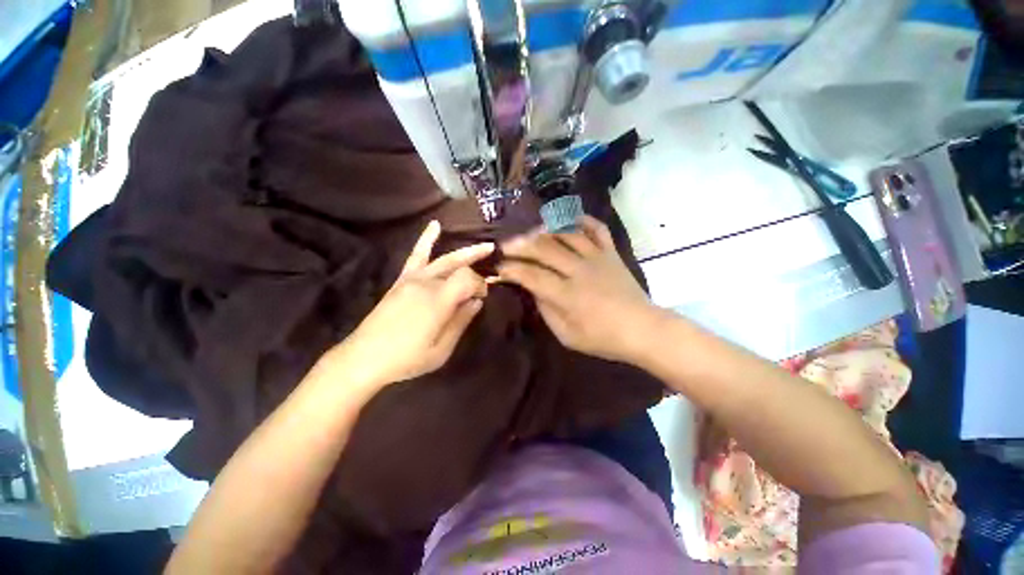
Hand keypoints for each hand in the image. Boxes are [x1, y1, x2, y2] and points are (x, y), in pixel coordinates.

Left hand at [328, 221, 492, 387]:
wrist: (364, 357)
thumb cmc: (407, 358)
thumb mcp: (442, 349)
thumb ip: (461, 321)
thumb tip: (476, 302)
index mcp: (438, 300)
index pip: (468, 278)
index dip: (480, 285)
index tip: (482, 298)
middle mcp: (427, 283)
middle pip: (459, 266)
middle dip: (477, 269)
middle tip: (492, 273)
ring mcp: (412, 279)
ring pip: (444, 258)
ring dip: (466, 252)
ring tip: (484, 246)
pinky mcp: (402, 280)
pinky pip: (416, 255)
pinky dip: (426, 239)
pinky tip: (435, 225)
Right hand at [497, 216, 660, 363]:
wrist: (641, 329)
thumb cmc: (602, 338)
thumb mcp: (567, 335)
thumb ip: (546, 310)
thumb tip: (533, 289)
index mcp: (566, 294)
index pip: (531, 275)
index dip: (511, 269)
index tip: (499, 268)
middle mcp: (579, 270)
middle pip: (544, 249)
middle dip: (520, 245)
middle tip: (506, 245)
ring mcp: (596, 257)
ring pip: (566, 234)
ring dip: (544, 230)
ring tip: (530, 232)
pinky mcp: (611, 252)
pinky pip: (596, 228)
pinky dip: (582, 220)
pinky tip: (568, 219)